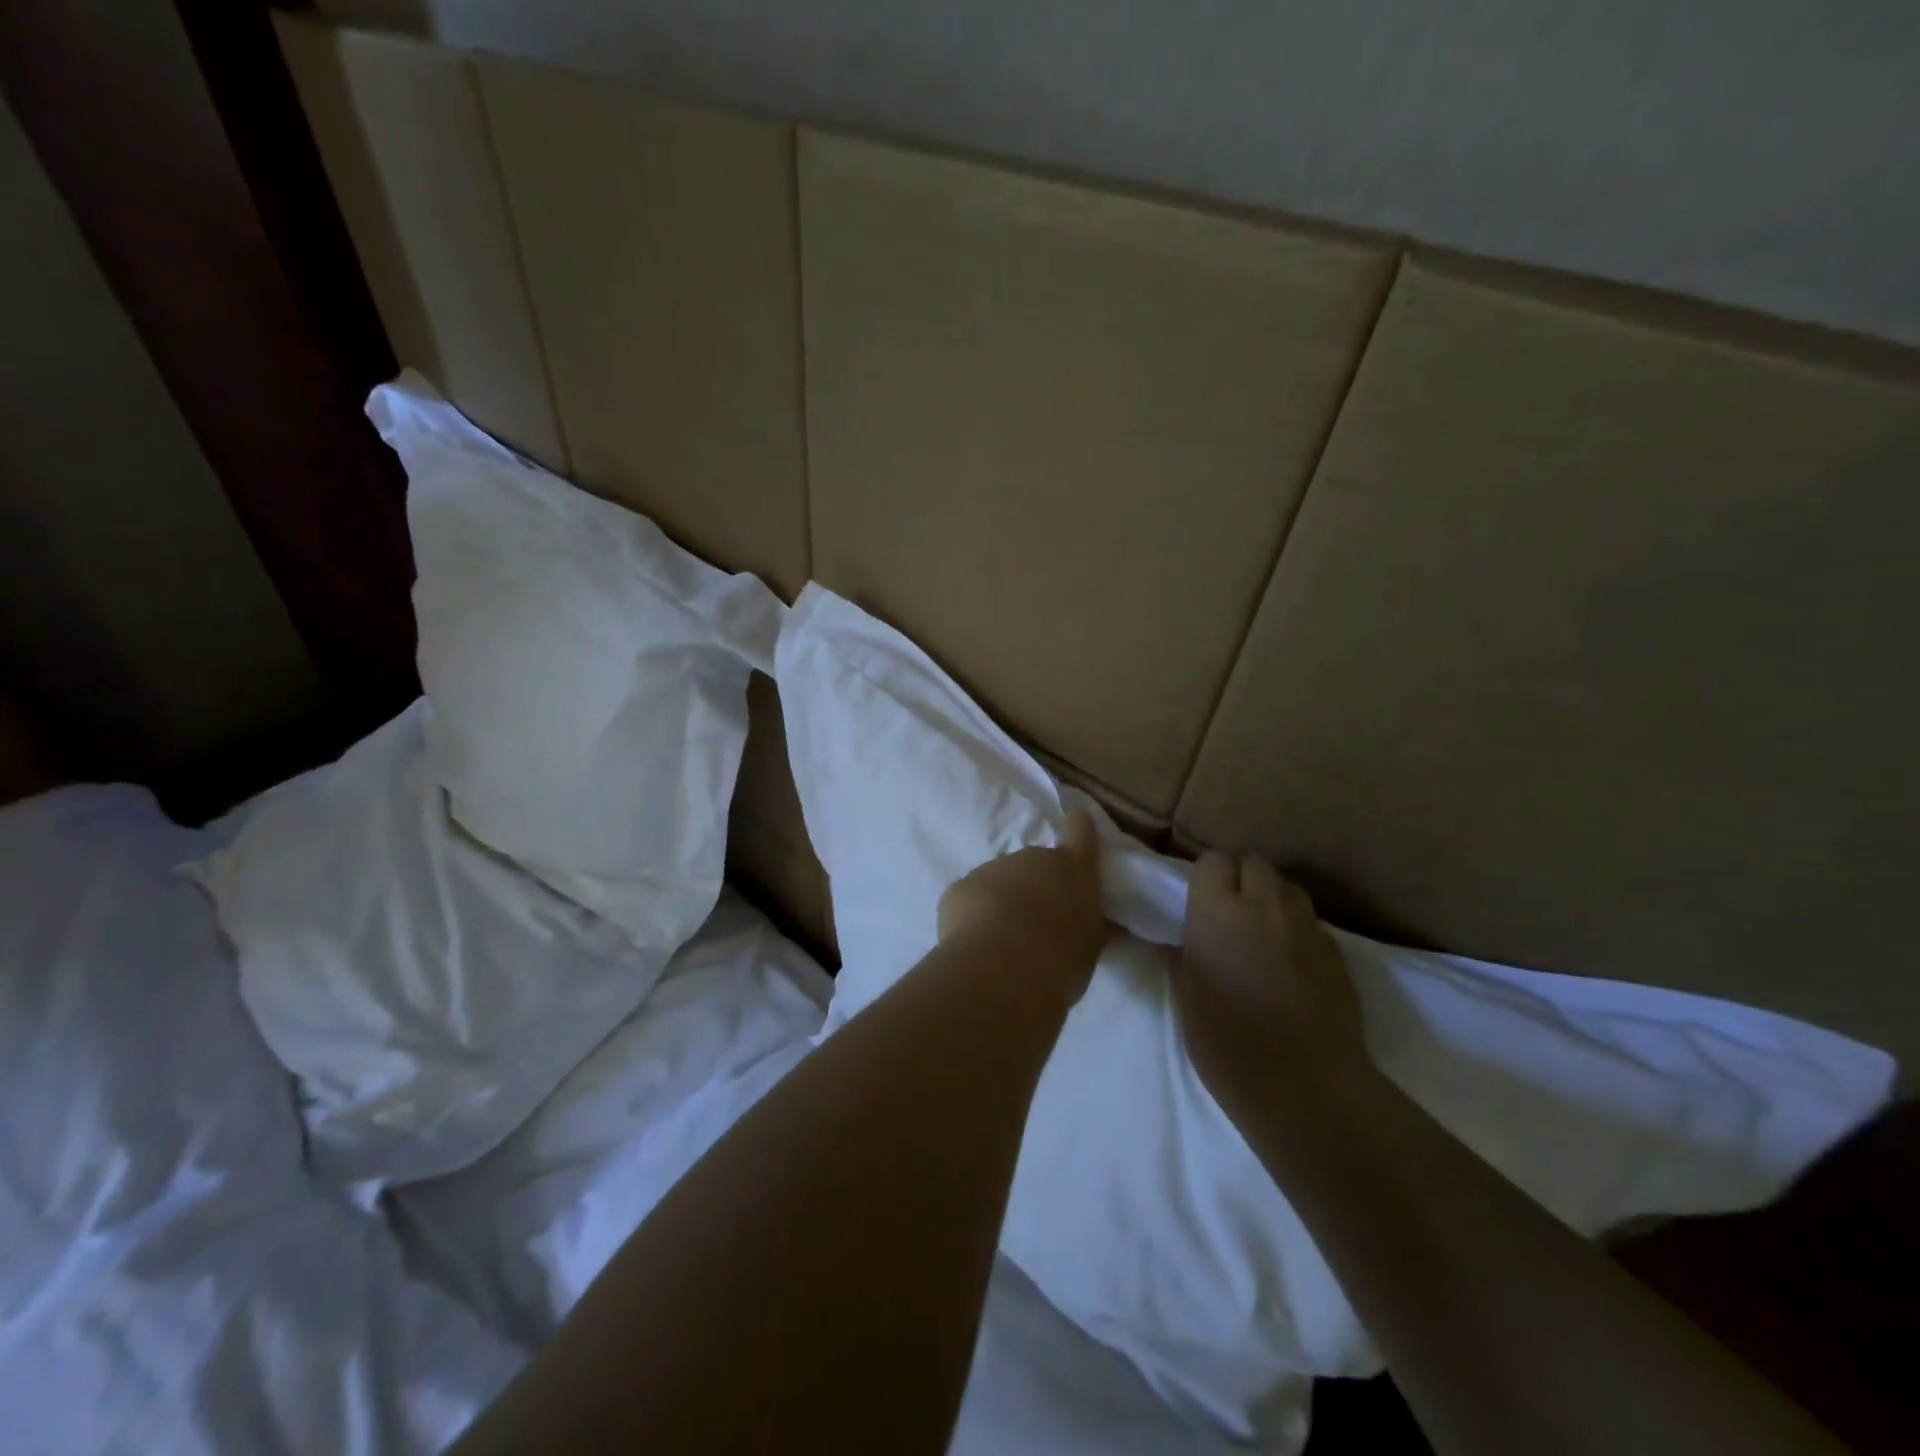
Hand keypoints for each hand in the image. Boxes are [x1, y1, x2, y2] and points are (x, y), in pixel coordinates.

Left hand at [938, 809, 1107, 1004]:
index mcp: (1071, 867)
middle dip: (1036, 886)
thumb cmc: (1060, 956)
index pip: (1080, 831)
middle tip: (1038, 924)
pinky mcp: (960, 887)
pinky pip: (972, 899)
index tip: (1078, 821)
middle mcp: (1031, 857)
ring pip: (1000, 882)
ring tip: (1006, 942)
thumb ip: (1090, 927)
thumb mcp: (1089, 946)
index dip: (1079, 826)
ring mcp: (992, 868)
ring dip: (1004, 902)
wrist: (1001, 966)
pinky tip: (978, 945)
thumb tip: (1096, 924)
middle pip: (1035, 864)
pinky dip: (975, 916)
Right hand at [1174, 852, 1370, 1123]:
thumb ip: (1179, 957)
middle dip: (1242, 878)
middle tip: (1231, 912)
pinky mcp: (1336, 951)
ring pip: (1288, 888)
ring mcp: (1305, 926)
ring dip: (1273, 898)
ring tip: (1263, 931)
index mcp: (1217, 911)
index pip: (1213, 861)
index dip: (1208, 877)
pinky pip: (1311, 922)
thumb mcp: (1186, 998)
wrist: (1305, 1085)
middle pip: (1255, 863)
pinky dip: (1297, 930)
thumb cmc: (1227, 1041)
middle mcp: (1263, 905)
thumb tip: (1169, 941)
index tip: (1200, 901)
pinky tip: (1291, 963)